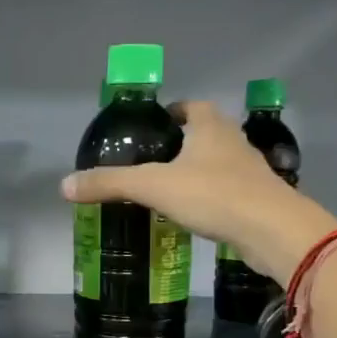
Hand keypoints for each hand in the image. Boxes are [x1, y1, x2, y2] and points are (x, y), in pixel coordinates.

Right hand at [61, 100, 336, 280]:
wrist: (271, 230)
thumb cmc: (213, 195)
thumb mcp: (154, 187)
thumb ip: (110, 184)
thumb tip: (65, 185)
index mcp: (210, 125)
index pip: (190, 107)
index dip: (172, 112)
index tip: (153, 128)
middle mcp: (233, 140)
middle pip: (205, 134)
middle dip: (183, 145)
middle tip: (154, 163)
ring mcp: (251, 172)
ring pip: (219, 164)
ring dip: (199, 173)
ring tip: (171, 192)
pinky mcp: (258, 201)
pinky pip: (229, 193)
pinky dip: (212, 199)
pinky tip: (197, 217)